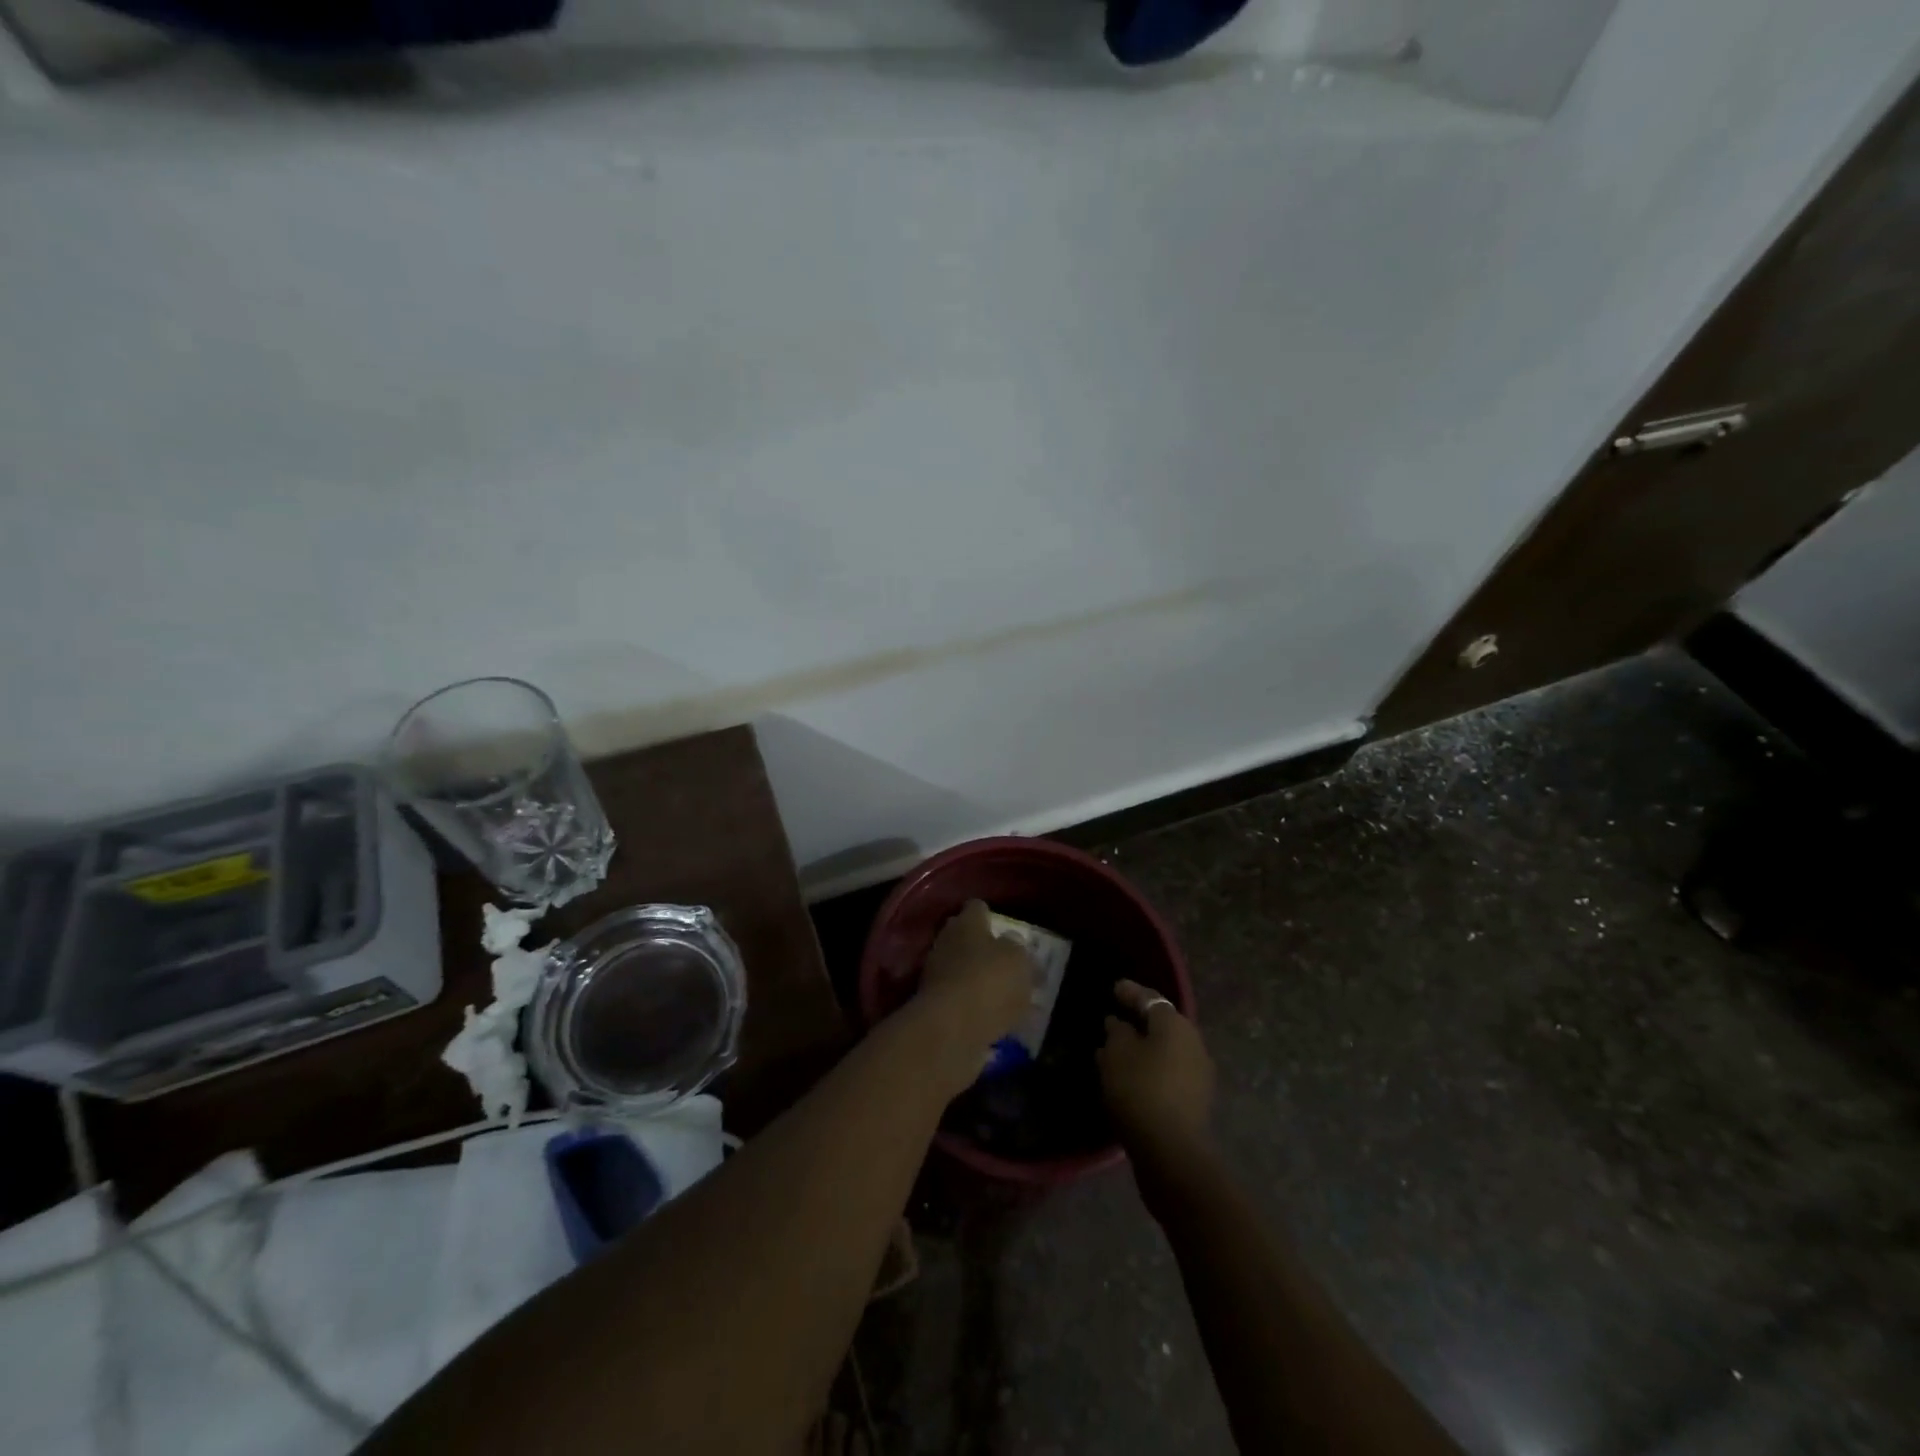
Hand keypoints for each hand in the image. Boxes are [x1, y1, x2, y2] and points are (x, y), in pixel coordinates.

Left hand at [916, 900, 1034, 1056]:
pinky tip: (996, 1022)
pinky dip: (974, 1008)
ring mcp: (936, 975)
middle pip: (966, 939)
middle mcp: (947, 942)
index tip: (1005, 930)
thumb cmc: (989, 982)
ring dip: (979, 981)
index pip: (977, 908)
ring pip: (962, 970)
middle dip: (983, 949)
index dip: (991, 917)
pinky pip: (960, 1000)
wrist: (950, 1029)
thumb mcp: (1019, 961)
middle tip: (1007, 964)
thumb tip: (1013, 943)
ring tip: (1006, 998)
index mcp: (967, 923)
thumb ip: (1018, 950)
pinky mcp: (935, 1006)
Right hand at [1098, 979, 1214, 1159]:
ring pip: (1164, 1050)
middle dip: (1137, 1022)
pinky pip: (1168, 1072)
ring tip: (1115, 1052)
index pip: (1151, 999)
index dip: (1131, 992)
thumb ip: (1117, 1032)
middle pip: (1161, 1025)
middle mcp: (1193, 1042)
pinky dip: (1149, 1069)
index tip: (1114, 988)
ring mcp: (1198, 1073)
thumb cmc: (1140, 1089)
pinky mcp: (1195, 1100)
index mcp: (1175, 1024)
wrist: (1171, 1150)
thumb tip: (1119, 1023)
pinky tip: (1129, 1077)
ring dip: (1142, 1048)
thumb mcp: (1117, 1053)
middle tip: (1113, 1021)